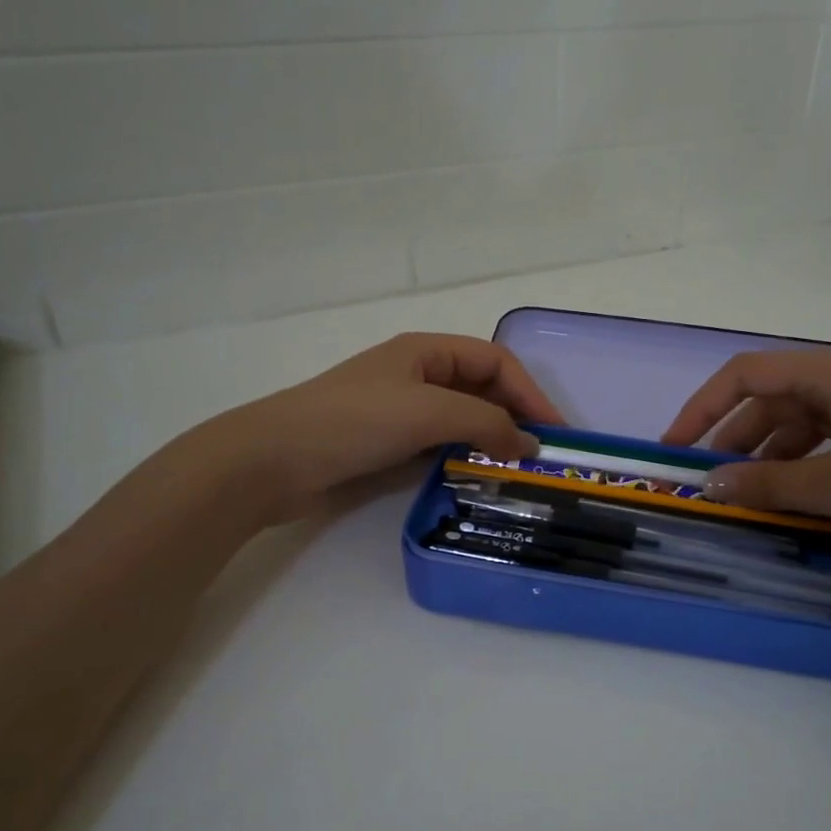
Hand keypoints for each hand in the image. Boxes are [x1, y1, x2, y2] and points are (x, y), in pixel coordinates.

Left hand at [227, 333, 559, 522]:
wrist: (275, 460)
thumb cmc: (355, 421)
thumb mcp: (429, 412)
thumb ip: (486, 423)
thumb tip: (530, 445)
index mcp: (427, 351)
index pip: (496, 362)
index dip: (530, 392)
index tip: (555, 433)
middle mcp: (419, 376)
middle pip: (482, 390)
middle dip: (515, 417)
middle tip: (542, 457)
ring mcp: (402, 412)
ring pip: (462, 421)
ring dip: (491, 441)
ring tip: (519, 472)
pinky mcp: (389, 445)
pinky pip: (440, 446)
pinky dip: (464, 458)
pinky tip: (479, 478)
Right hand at [660, 349, 830, 558]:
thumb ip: (770, 484)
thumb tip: (710, 484)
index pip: (747, 374)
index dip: (703, 407)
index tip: (676, 446)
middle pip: (773, 399)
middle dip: (734, 438)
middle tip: (709, 481)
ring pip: (803, 424)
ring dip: (769, 456)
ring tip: (748, 498)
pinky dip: (805, 466)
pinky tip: (798, 498)